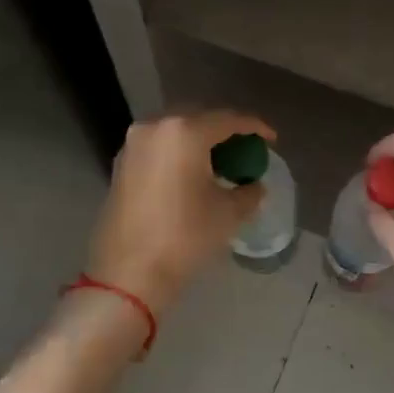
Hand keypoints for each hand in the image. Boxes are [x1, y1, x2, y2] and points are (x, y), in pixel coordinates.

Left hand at [85, 110, 274, 315]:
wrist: (129, 272)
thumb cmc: (185, 237)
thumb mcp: (229, 214)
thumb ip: (249, 192)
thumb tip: (253, 185)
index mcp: (184, 132)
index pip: (228, 120)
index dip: (255, 127)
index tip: (272, 140)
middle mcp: (155, 128)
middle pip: (199, 120)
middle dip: (225, 133)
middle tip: (246, 152)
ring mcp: (133, 145)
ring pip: (176, 133)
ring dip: (201, 143)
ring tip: (221, 164)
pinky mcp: (121, 164)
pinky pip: (159, 148)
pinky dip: (180, 154)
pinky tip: (193, 174)